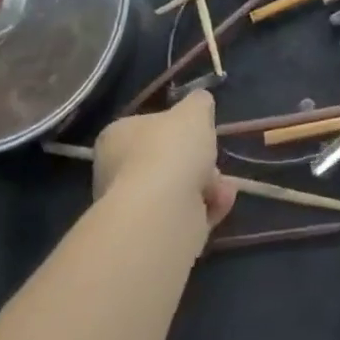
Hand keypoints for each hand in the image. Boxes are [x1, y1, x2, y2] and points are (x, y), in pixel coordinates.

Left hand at [92, 91, 236, 238]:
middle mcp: (116, 173)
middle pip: (166, 160)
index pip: (145, 127)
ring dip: (207, 185)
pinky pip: (184, 216)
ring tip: (223, 187)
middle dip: (198, 160)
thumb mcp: (194, 110)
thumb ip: (198, 102)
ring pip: (178, 189)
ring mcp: (132, 208)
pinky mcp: (150, 237)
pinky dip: (206, 209)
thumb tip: (199, 103)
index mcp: (116, 138)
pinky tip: (222, 203)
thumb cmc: (172, 150)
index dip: (176, 128)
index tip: (198, 131)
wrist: (162, 214)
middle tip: (213, 160)